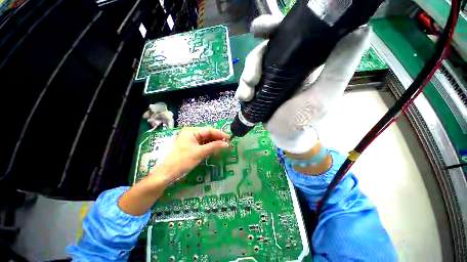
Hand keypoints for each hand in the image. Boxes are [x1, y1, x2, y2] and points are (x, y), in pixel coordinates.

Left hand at [157, 127, 229, 180]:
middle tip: (227, 144)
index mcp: (191, 131)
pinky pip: (202, 144)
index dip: (220, 134)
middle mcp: (191, 133)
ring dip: (214, 143)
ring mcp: (191, 140)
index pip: (209, 130)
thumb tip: (227, 144)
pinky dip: (209, 147)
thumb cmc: (183, 160)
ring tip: (222, 147)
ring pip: (206, 140)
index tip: (229, 138)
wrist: (168, 173)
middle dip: (217, 139)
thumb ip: (214, 146)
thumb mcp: (200, 152)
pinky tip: (214, 150)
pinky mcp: (191, 146)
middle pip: (207, 134)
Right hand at [236, 15, 370, 153]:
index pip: (289, 34)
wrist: (286, 134)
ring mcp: (268, 78)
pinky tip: (244, 98)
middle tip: (251, 78)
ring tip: (247, 94)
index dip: (274, 27)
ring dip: (246, 79)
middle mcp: (284, 65)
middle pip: (264, 50)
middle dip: (253, 61)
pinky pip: (246, 83)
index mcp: (303, 60)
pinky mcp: (258, 89)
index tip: (260, 29)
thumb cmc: (305, 118)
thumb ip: (340, 67)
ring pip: (252, 67)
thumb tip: (361, 27)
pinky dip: (242, 90)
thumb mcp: (325, 95)